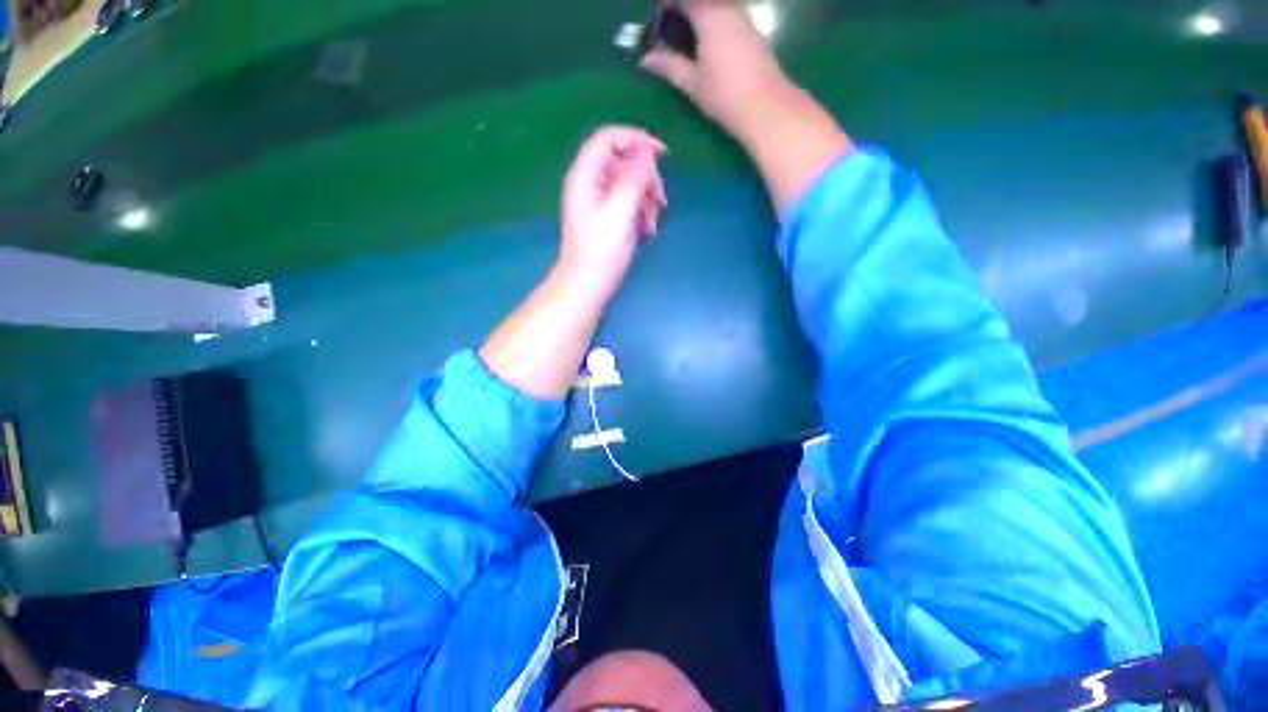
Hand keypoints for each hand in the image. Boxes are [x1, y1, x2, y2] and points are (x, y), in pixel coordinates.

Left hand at [559, 125, 667, 301]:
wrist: (587, 285)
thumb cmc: (600, 251)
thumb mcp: (619, 213)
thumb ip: (633, 180)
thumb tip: (647, 154)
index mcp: (586, 176)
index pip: (608, 139)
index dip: (635, 139)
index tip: (662, 154)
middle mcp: (591, 183)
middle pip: (623, 162)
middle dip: (646, 177)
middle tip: (661, 199)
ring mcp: (599, 202)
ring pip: (629, 184)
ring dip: (646, 198)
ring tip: (653, 222)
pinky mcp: (607, 218)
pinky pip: (628, 204)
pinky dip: (641, 212)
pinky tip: (647, 230)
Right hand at [640, 0, 786, 129]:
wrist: (765, 107)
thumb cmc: (724, 95)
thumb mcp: (692, 83)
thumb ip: (669, 66)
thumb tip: (645, 59)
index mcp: (709, 14)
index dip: (667, 6)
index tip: (658, 25)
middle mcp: (728, 8)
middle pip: (701, 1)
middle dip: (683, 11)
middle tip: (671, 35)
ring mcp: (743, 18)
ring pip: (717, 6)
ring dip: (699, 16)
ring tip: (687, 43)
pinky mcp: (753, 31)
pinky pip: (728, 15)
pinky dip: (713, 23)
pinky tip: (707, 48)